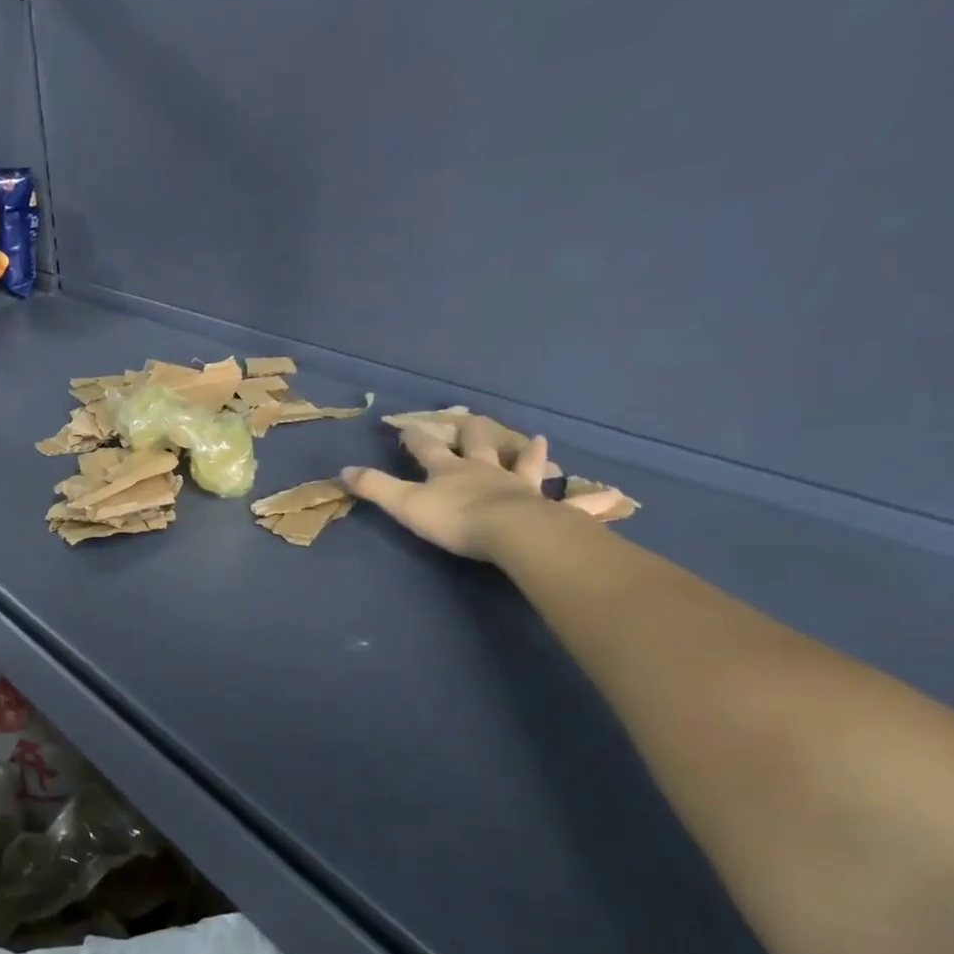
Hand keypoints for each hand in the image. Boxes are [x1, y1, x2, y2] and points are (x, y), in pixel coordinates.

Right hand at [343, 415, 626, 560]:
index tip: (406, 427)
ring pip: (526, 466)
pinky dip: (589, 501)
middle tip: (475, 420)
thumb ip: (374, 488)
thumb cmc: (455, 518)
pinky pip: (572, 505)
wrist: (511, 534)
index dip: (415, 438)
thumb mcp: (405, 504)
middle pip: (479, 446)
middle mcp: (486, 472)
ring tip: (538, 441)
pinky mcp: (548, 511)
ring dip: (530, 454)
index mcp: (450, 471)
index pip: (427, 449)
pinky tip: (611, 497)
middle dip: (474, 433)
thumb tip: (342, 470)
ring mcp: (520, 488)